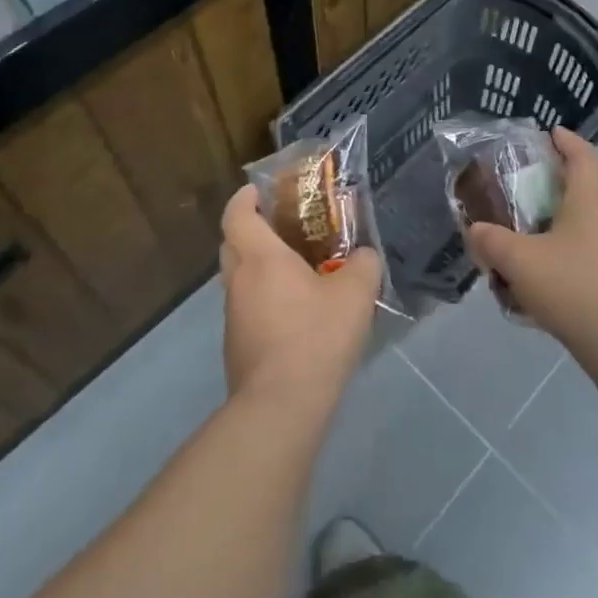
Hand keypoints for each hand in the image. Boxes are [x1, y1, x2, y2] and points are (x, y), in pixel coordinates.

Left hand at [219, 184, 381, 418]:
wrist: (280, 407)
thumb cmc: (315, 336)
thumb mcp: (355, 293)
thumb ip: (364, 264)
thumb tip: (364, 256)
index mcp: (260, 258)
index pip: (237, 214)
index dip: (245, 197)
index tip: (259, 190)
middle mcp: (238, 281)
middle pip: (233, 244)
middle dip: (252, 230)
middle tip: (284, 227)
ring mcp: (233, 316)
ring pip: (239, 278)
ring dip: (259, 268)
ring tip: (297, 271)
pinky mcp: (237, 346)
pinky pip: (247, 307)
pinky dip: (263, 299)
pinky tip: (295, 313)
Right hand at [464, 126, 597, 356]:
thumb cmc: (572, 285)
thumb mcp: (519, 261)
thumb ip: (491, 241)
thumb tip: (475, 230)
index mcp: (592, 199)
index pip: (583, 156)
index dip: (567, 141)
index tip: (550, 133)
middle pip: (589, 187)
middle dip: (560, 182)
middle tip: (529, 185)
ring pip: (592, 222)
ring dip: (565, 220)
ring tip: (534, 233)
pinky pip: (596, 251)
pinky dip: (574, 250)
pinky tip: (551, 274)